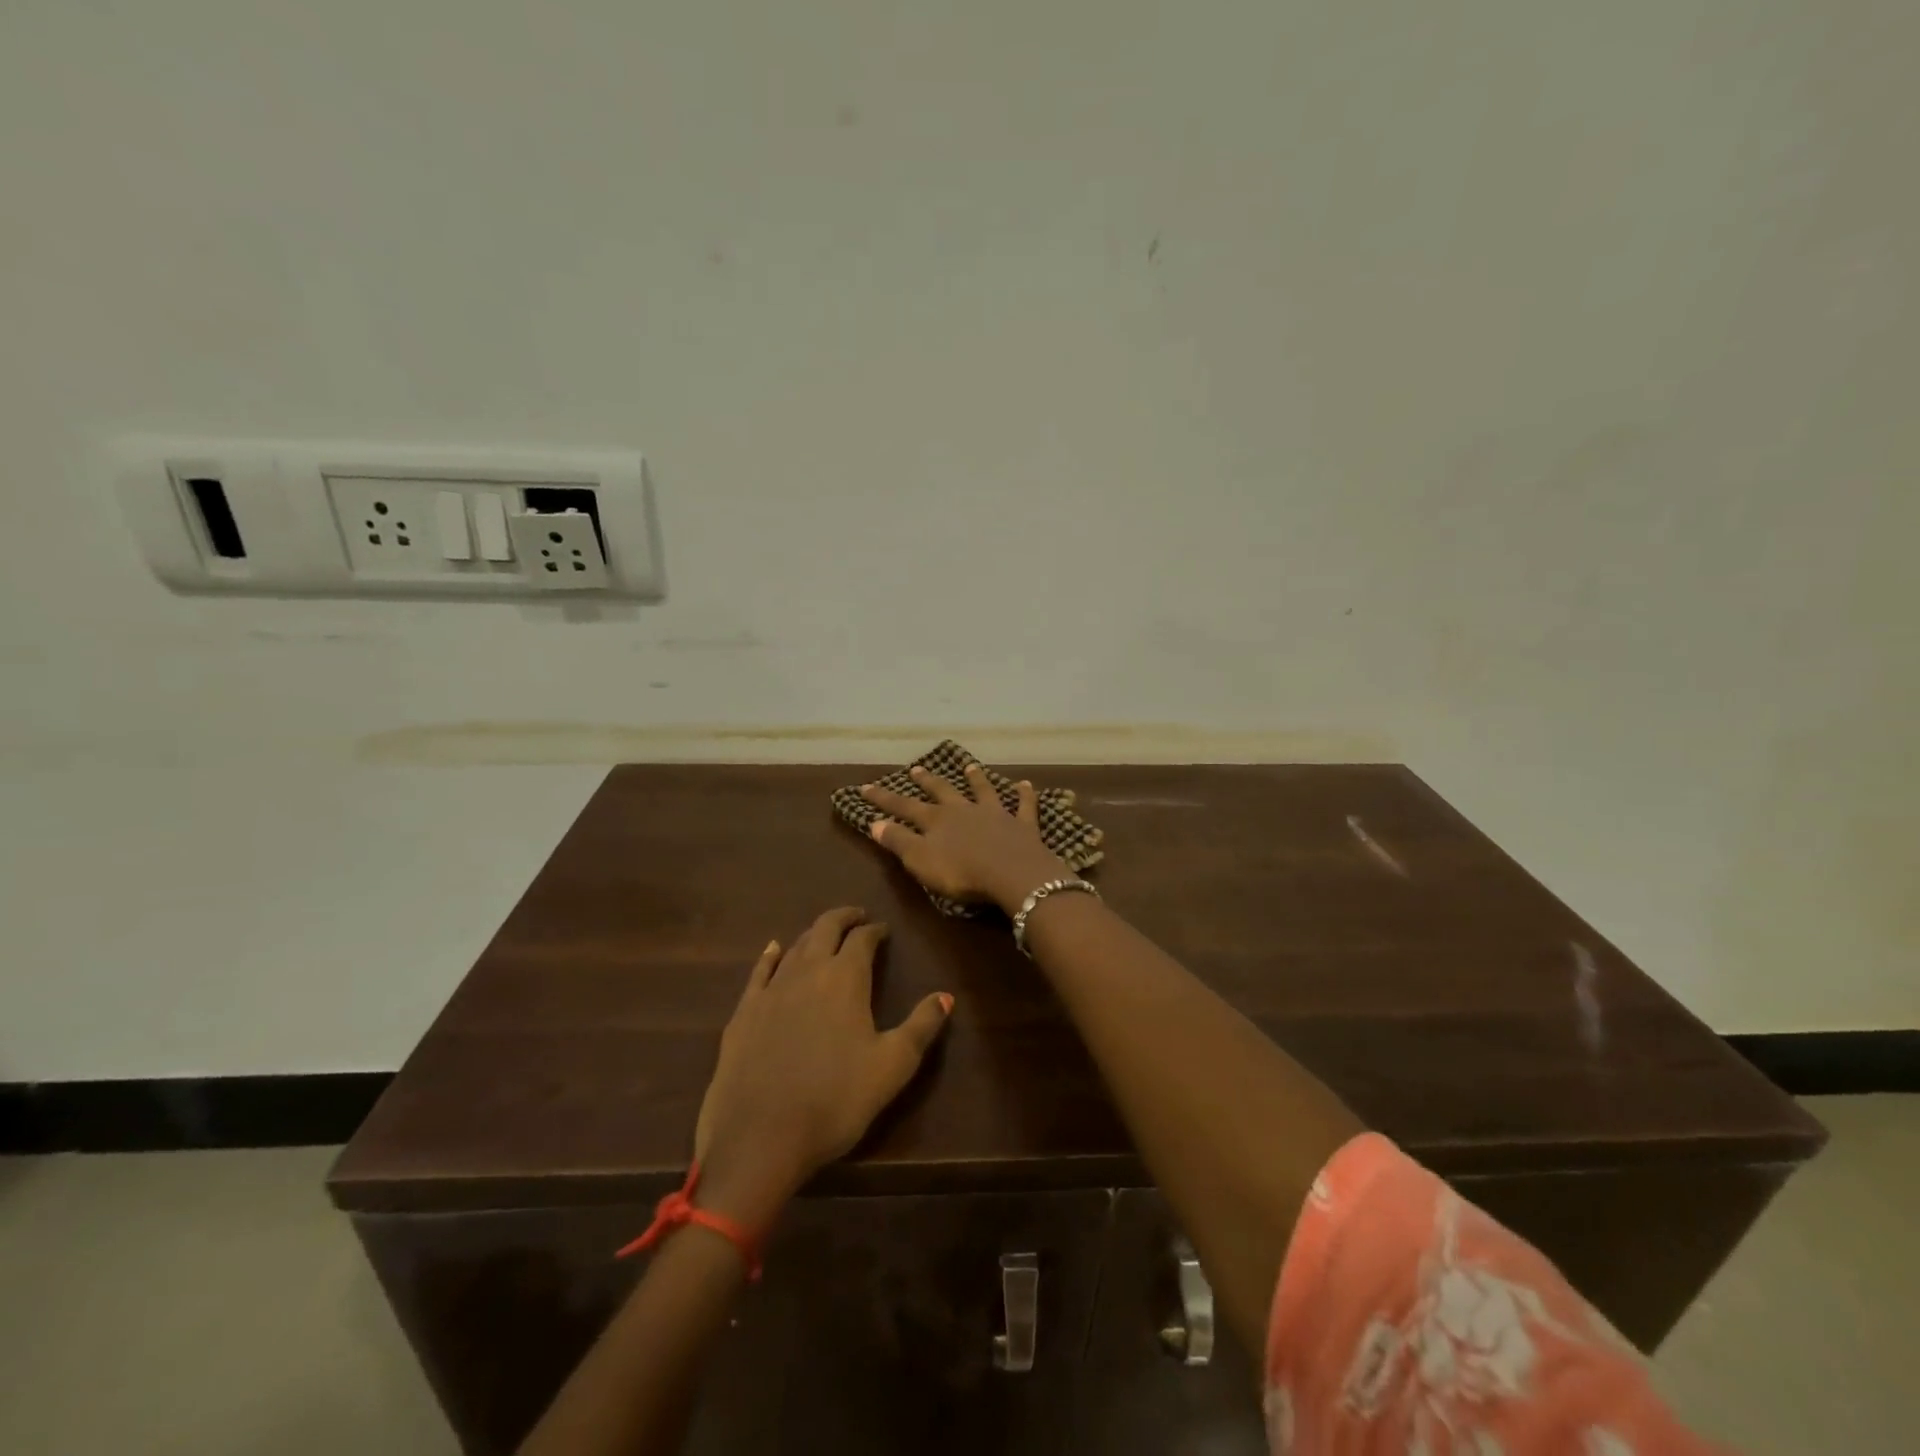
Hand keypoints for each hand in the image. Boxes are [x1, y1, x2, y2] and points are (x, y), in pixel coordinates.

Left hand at [692, 907, 952, 1227]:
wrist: (759, 1137)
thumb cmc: (835, 1100)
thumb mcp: (893, 1066)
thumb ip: (921, 1026)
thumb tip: (946, 996)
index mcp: (845, 978)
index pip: (862, 939)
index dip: (874, 931)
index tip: (883, 930)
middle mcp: (807, 971)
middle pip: (825, 928)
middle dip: (843, 918)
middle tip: (857, 917)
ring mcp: (771, 989)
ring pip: (795, 946)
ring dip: (813, 935)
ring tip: (824, 935)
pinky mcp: (744, 1012)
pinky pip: (760, 971)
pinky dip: (771, 955)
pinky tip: (774, 949)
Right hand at [861, 763, 1068, 913]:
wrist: (1012, 873)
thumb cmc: (961, 872)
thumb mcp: (920, 860)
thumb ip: (898, 841)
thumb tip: (874, 822)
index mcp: (936, 820)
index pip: (904, 807)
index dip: (884, 799)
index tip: (865, 787)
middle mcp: (964, 810)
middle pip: (942, 791)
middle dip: (927, 781)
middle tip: (916, 768)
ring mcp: (995, 814)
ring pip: (983, 791)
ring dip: (975, 778)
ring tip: (969, 766)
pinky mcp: (1022, 825)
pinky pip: (1024, 806)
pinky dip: (1024, 794)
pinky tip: (1026, 784)